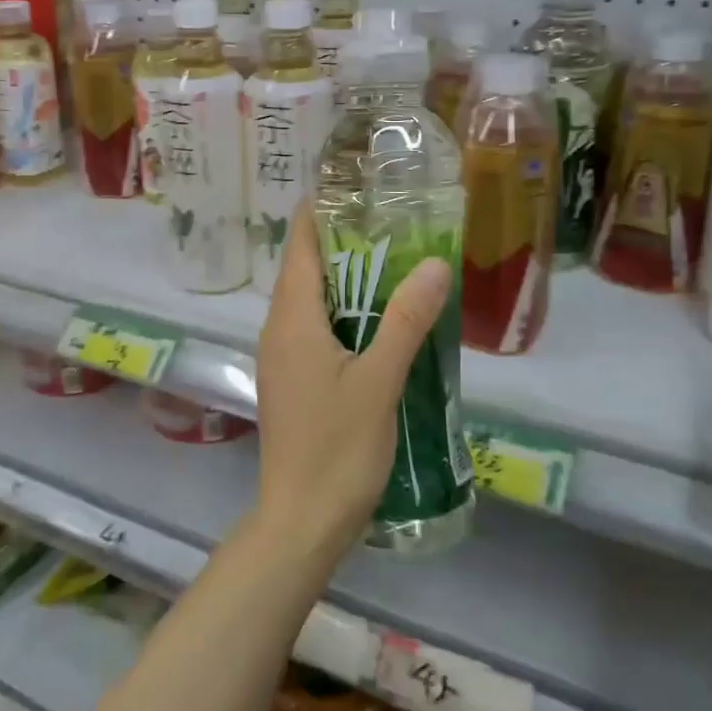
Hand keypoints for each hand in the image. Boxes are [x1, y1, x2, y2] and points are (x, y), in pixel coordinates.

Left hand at [254, 203, 452, 556]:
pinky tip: (377, 324)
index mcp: (291, 320)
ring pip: (310, 303)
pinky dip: (342, 315)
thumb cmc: (338, 448)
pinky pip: (313, 331)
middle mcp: (277, 331)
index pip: (301, 248)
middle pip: (306, 271)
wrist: (301, 520)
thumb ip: (405, 320)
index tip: (353, 189)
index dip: (320, 214)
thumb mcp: (379, 380)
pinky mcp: (290, 383)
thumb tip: (434, 263)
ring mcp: (281, 359)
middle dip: (342, 245)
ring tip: (393, 265)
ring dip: (345, 282)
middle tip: (392, 224)